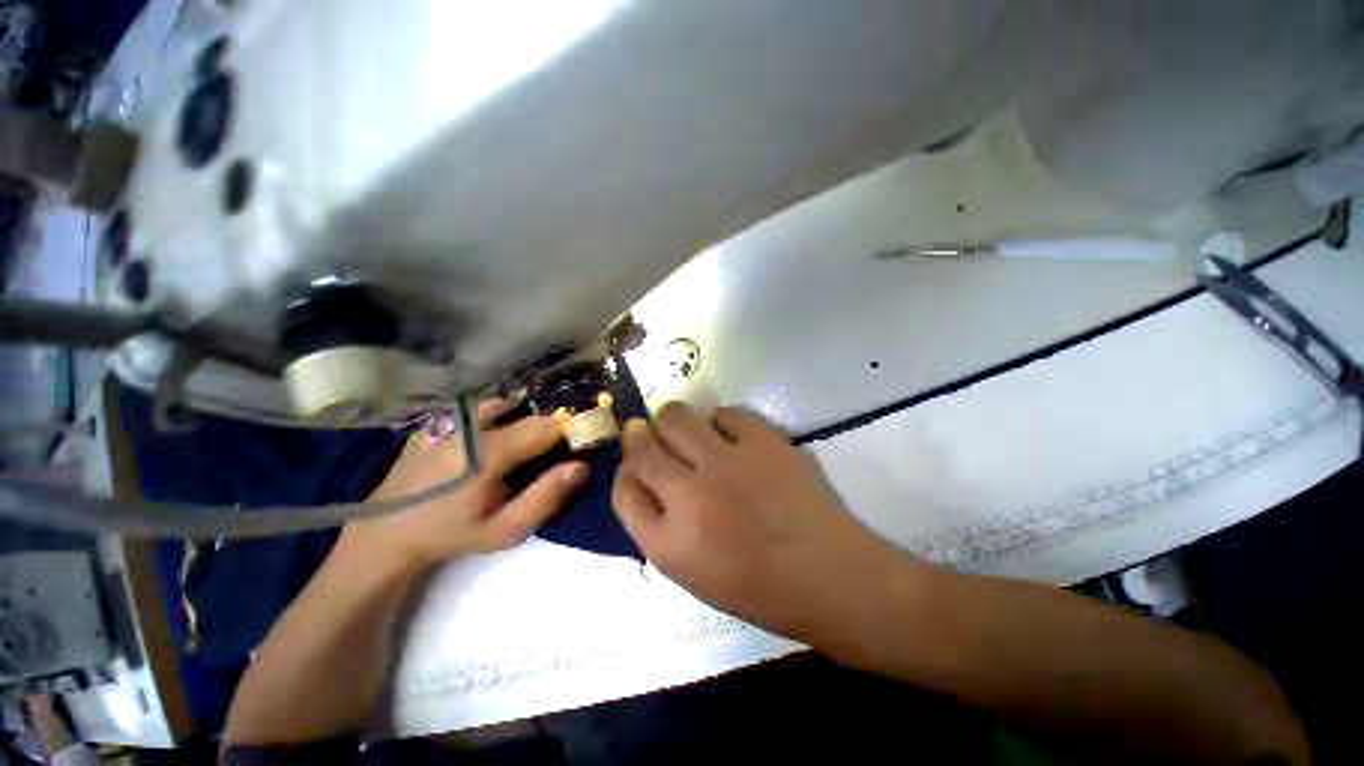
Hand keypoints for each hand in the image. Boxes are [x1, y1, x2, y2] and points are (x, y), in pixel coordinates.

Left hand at [350, 400, 587, 568]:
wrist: (387, 532)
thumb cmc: (451, 534)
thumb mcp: (504, 530)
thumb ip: (545, 497)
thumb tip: (580, 466)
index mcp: (489, 451)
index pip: (546, 427)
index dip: (568, 430)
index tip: (580, 440)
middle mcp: (471, 425)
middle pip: (526, 413)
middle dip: (548, 425)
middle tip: (555, 445)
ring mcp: (450, 418)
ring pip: (502, 403)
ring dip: (522, 414)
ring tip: (527, 437)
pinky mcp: (437, 419)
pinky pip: (477, 406)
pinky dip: (497, 412)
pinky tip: (496, 432)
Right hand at [611, 403, 909, 657]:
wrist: (832, 577)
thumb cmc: (761, 589)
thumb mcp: (693, 573)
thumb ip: (660, 527)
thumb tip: (647, 480)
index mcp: (668, 544)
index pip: (624, 490)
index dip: (626, 473)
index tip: (637, 466)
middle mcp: (689, 496)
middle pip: (641, 446)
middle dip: (641, 437)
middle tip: (654, 438)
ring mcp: (726, 463)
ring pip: (676, 416)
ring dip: (674, 422)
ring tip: (690, 434)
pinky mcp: (762, 441)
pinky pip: (724, 413)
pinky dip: (721, 423)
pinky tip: (733, 439)